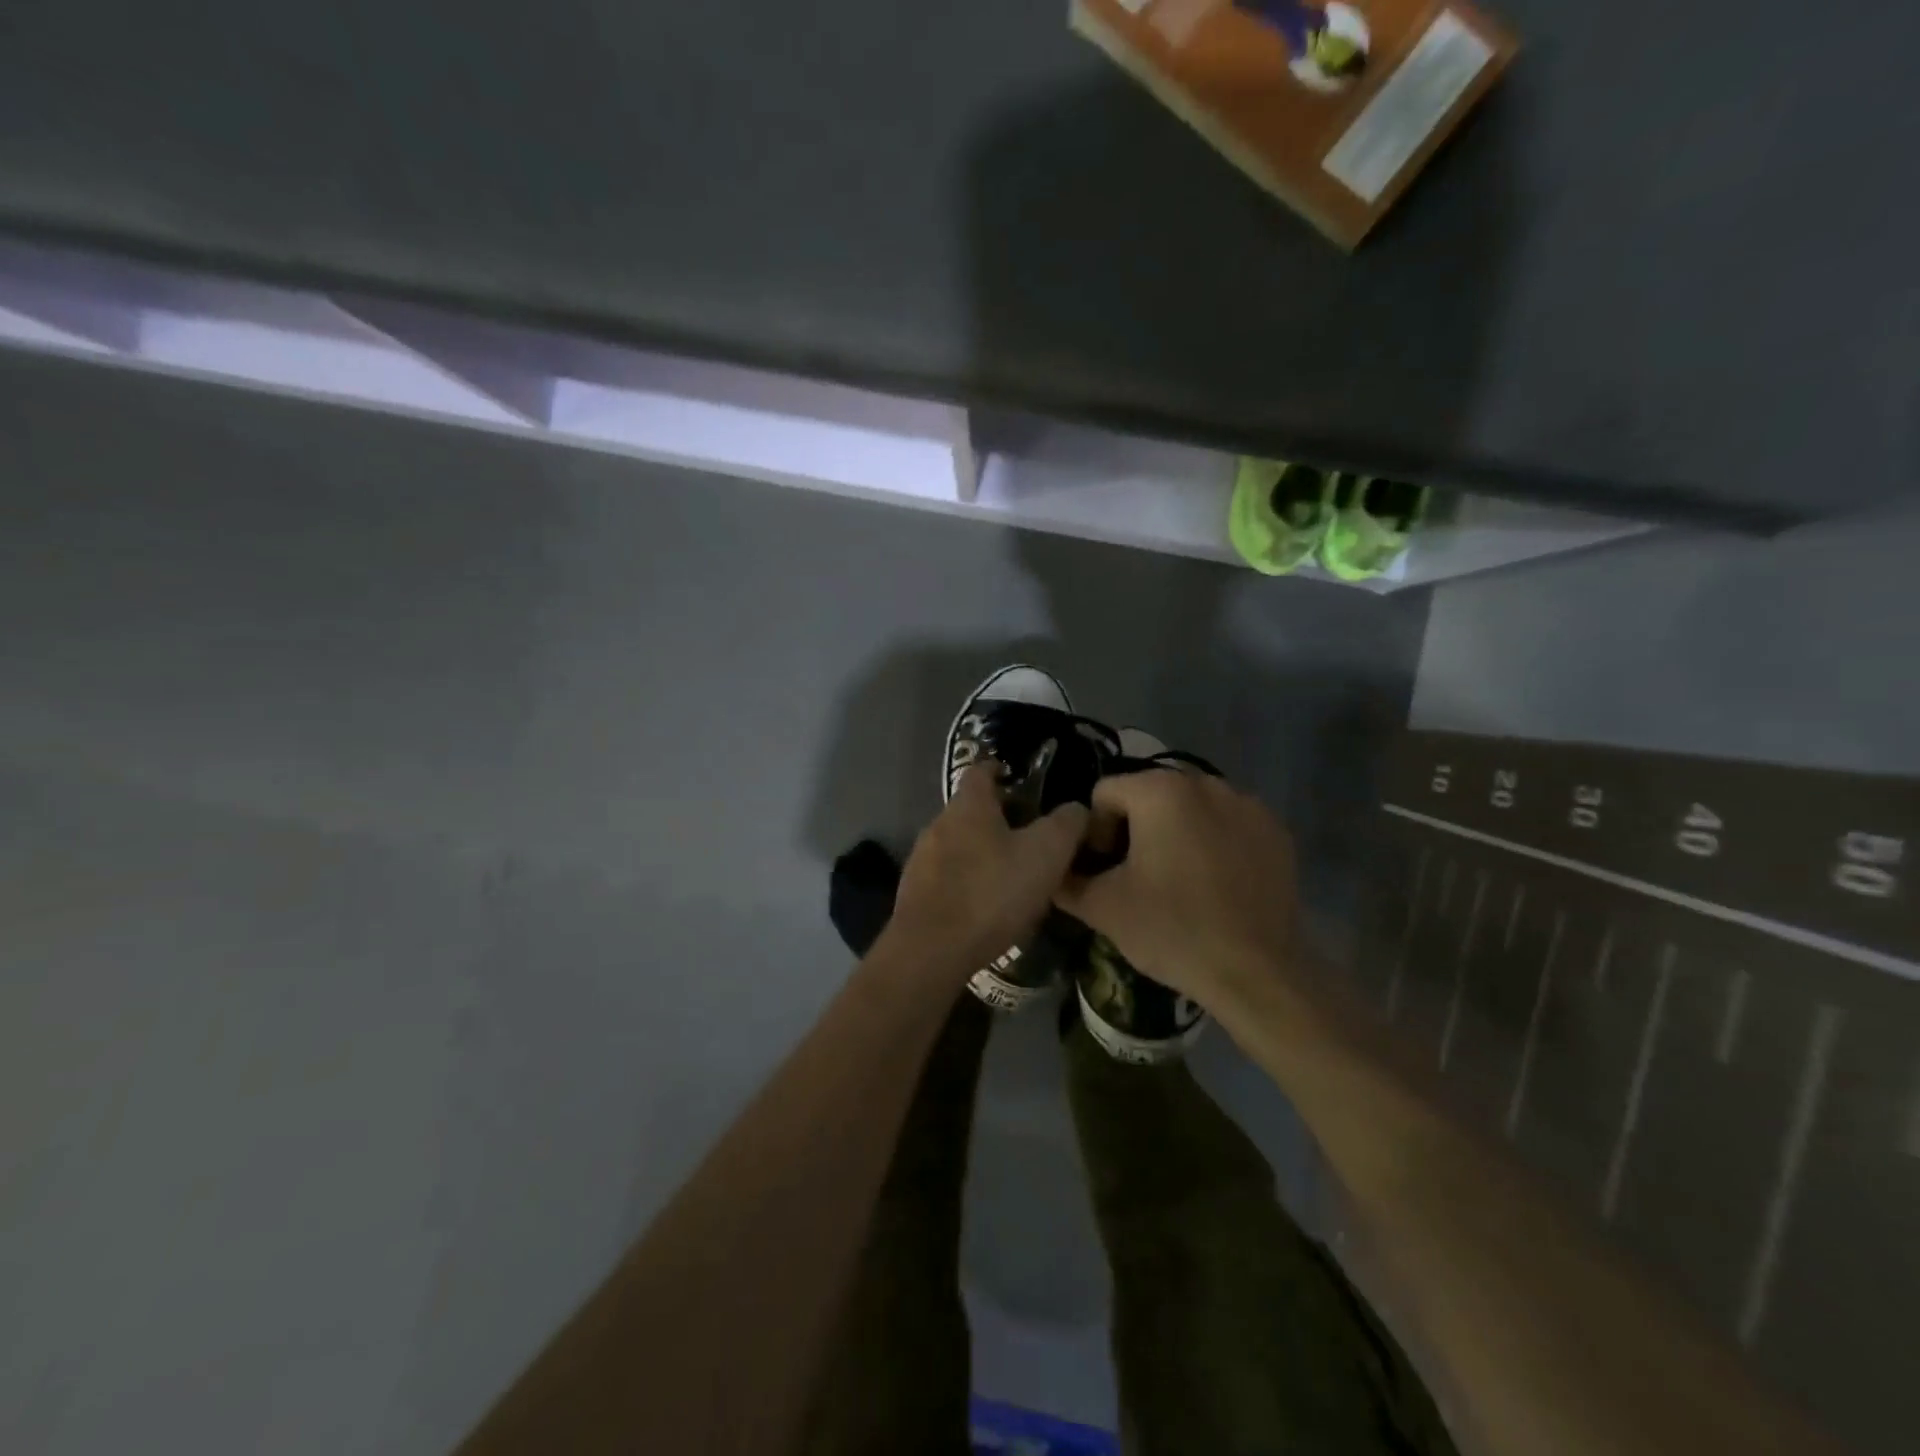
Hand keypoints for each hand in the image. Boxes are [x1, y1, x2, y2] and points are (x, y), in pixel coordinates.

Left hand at [888, 765, 1089, 978]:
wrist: (931, 950)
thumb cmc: (992, 892)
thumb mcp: (1046, 854)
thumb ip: (1066, 824)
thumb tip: (1076, 808)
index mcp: (969, 805)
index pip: (982, 770)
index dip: (1003, 770)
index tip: (1023, 781)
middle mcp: (939, 823)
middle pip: (971, 808)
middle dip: (999, 817)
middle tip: (1031, 836)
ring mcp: (922, 858)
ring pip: (959, 843)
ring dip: (983, 851)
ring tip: (1012, 874)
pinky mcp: (914, 892)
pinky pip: (947, 875)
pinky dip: (968, 880)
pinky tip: (986, 905)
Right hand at [1054, 769, 1299, 1009]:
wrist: (1257, 973)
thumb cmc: (1172, 930)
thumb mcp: (1102, 908)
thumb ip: (1066, 880)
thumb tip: (1052, 871)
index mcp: (1159, 791)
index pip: (1105, 794)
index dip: (1094, 832)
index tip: (1106, 871)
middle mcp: (1205, 782)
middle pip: (1149, 795)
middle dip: (1135, 829)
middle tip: (1136, 876)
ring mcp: (1247, 804)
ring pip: (1191, 808)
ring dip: (1175, 832)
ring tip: (1177, 880)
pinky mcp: (1276, 830)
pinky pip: (1228, 824)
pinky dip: (1214, 842)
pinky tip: (1215, 883)